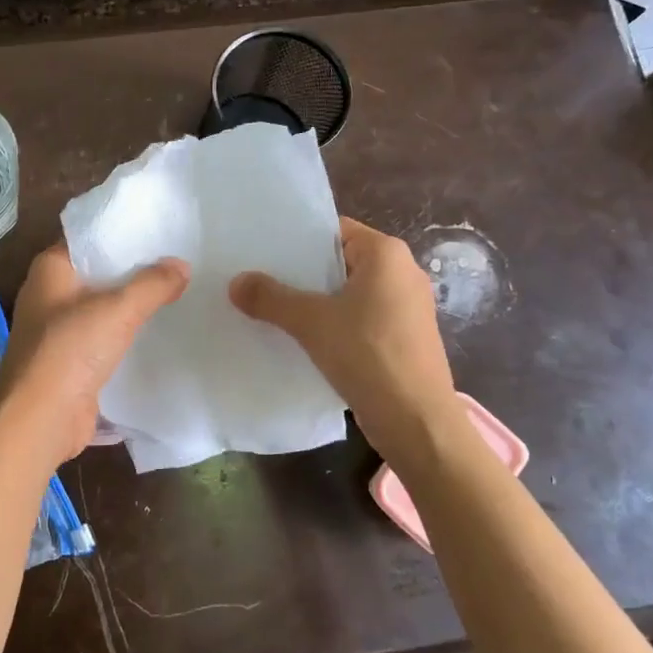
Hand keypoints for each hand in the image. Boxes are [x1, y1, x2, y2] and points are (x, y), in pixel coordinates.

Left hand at [0, 242, 189, 467]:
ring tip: (178, 291)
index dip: (124, 232)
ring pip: (104, 307)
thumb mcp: (118, 310)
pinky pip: (105, 338)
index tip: (161, 229)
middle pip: (99, 273)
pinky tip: (160, 331)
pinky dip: (128, 334)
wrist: (39, 421)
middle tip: (179, 258)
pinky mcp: (71, 361)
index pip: (90, 237)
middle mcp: (50, 294)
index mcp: (51, 269)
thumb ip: (153, 284)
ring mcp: (59, 330)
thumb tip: (182, 265)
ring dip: (133, 305)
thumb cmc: (69, 351)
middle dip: (135, 269)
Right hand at [230, 217, 456, 456]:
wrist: (416, 421)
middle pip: (340, 262)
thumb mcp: (311, 322)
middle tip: (260, 279)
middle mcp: (402, 272)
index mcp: (386, 254)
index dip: (298, 240)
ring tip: (274, 309)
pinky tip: (304, 339)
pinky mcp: (404, 337)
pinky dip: (334, 324)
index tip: (263, 251)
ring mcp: (407, 307)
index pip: (334, 231)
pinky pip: (360, 319)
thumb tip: (235, 282)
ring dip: (316, 302)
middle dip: (302, 273)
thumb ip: (271, 298)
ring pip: (349, 293)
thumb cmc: (368, 355)